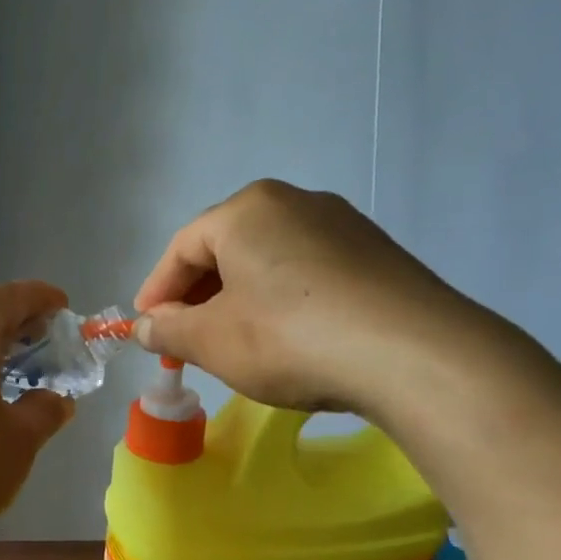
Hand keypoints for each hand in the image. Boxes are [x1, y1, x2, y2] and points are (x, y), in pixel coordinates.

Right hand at [134, 180, 488, 417]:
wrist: (416, 356)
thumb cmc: (290, 338)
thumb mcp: (211, 340)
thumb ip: (167, 330)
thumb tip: (145, 326)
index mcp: (246, 210)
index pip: (182, 248)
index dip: (157, 290)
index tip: (146, 328)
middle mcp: (294, 202)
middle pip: (226, 250)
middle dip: (198, 296)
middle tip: (186, 339)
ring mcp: (342, 225)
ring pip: (268, 261)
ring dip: (240, 299)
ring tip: (234, 341)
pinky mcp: (377, 255)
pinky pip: (308, 273)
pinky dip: (282, 301)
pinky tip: (287, 338)